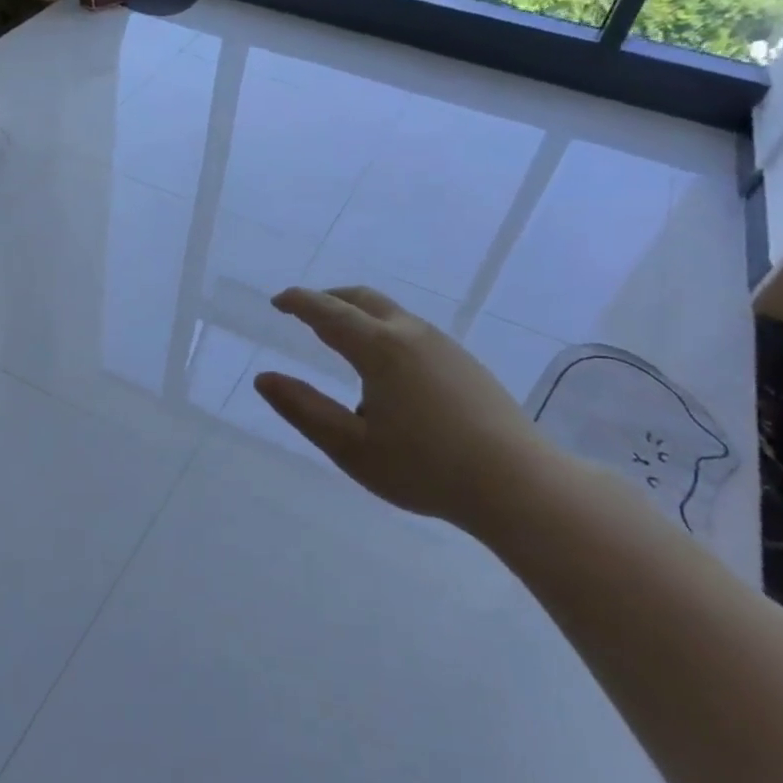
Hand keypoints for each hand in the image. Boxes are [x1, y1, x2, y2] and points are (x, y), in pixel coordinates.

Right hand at [253, 286, 562, 531]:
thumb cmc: (424, 467)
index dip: (299, 302)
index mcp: (380, 349)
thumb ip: (303, 409)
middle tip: (303, 310)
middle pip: (363, 300)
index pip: (329, 312)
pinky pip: (412, 331)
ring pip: (391, 314)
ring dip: (358, 314)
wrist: (518, 484)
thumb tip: (264, 379)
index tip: (277, 301)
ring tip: (338, 337)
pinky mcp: (465, 364)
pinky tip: (384, 368)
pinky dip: (382, 330)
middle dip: (329, 299)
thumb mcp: (349, 446)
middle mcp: (412, 335)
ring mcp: (445, 347)